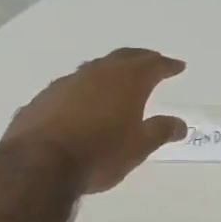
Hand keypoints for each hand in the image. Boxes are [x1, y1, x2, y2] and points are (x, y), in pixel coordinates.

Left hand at [2, 48, 187, 192]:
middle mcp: (97, 73)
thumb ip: (160, 131)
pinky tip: (81, 102)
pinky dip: (82, 90)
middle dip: (140, 58)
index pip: (153, 65)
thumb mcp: (138, 147)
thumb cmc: (100, 154)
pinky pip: (69, 87)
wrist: (39, 164)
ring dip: (108, 71)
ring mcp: (66, 83)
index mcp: (127, 81)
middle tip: (151, 61)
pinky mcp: (42, 99)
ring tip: (116, 79)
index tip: (178, 66)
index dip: (167, 65)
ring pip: (94, 69)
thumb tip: (181, 124)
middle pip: (123, 57)